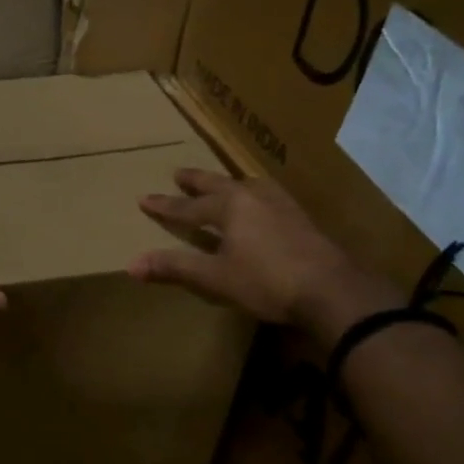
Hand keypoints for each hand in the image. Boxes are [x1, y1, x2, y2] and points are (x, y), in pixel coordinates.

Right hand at [128, 169, 397, 342]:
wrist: (332, 290)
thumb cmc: (267, 281)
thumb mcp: (215, 277)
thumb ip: (175, 267)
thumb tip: (132, 264)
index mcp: (230, 206)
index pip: (188, 206)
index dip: (165, 205)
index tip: (144, 199)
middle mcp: (254, 197)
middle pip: (218, 185)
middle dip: (196, 181)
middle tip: (178, 173)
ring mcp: (282, 205)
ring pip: (247, 186)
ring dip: (228, 184)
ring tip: (222, 184)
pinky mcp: (301, 219)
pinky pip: (268, 196)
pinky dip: (253, 195)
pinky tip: (261, 206)